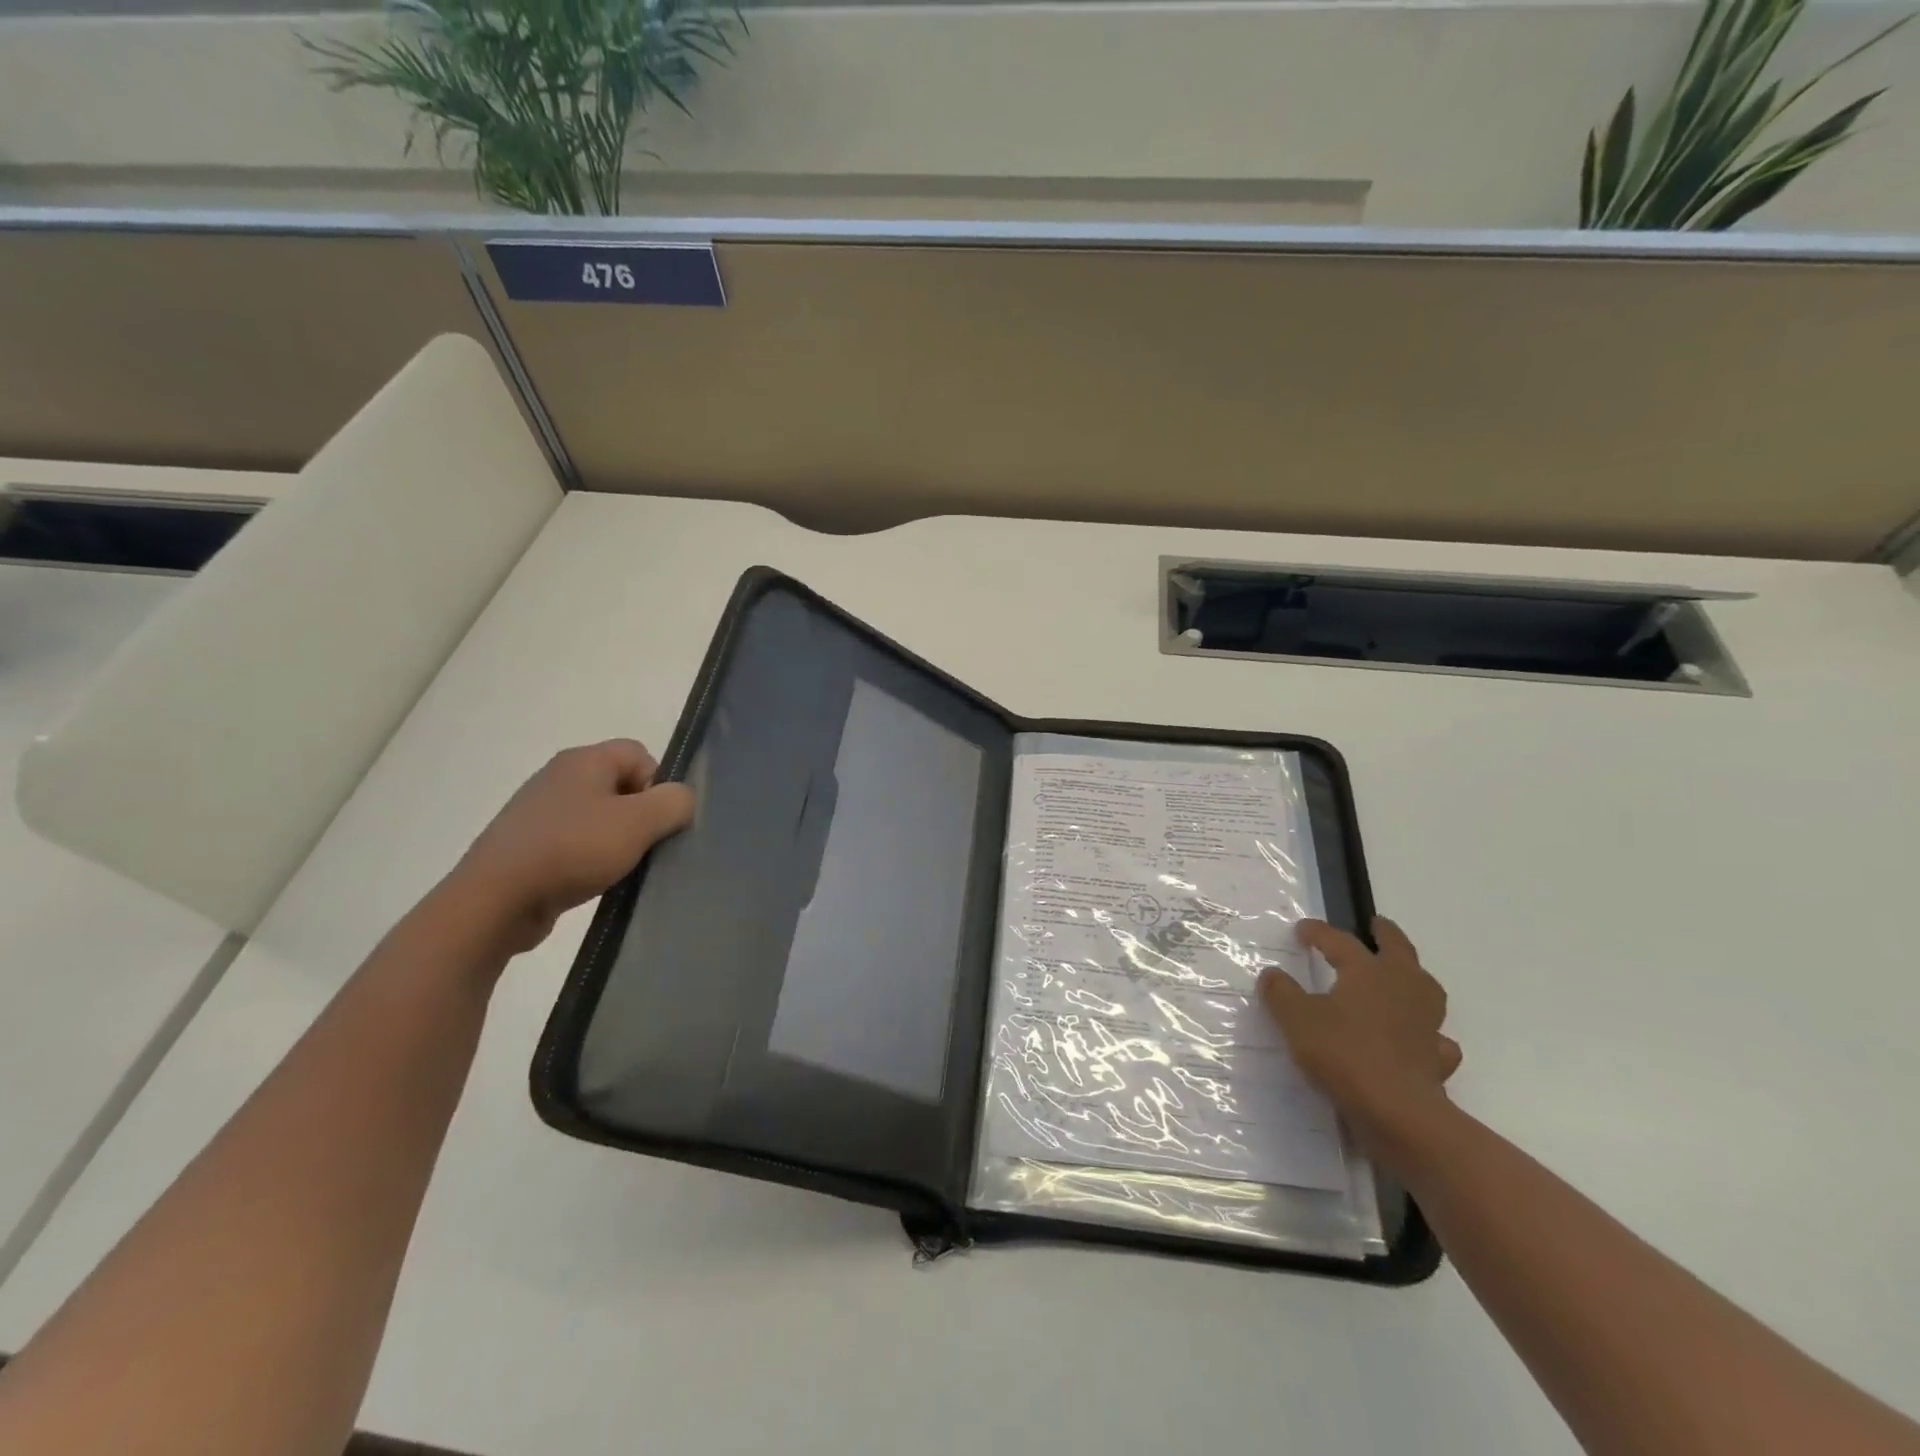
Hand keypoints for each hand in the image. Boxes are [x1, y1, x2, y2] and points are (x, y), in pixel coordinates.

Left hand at [446, 739, 693, 954]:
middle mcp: (559, 776)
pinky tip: (590, 881)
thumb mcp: (639, 823)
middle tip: (641, 846)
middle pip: (620, 785)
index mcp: (584, 760)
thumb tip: (682, 799)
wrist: (495, 900)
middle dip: (639, 815)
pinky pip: (574, 841)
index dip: (658, 784)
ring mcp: (538, 811)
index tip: (655, 821)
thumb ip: (674, 803)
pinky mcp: (526, 844)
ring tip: (617, 868)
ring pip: (598, 815)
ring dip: (614, 840)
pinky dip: (588, 858)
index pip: (640, 754)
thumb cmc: (573, 849)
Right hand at [1258, 917, 1461, 1138]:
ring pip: (1426, 990)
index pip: (1340, 941)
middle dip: (1386, 935)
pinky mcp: (1436, 1059)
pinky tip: (1418, 1039)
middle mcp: (1402, 989)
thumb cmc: (1343, 1053)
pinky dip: (1428, 1034)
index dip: (1319, 932)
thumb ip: (1282, 993)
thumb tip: (1272, 974)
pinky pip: (1436, 1039)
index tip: (1301, 929)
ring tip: (1401, 978)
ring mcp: (1425, 1024)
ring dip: (1413, 979)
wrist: (1397, 1112)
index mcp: (1368, 971)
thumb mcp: (1296, 1019)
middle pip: (1399, 951)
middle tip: (1376, 924)